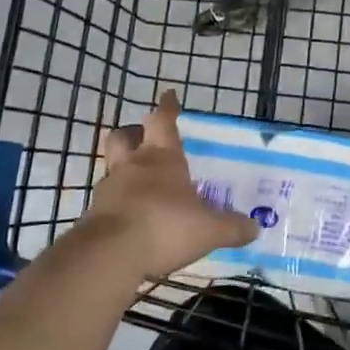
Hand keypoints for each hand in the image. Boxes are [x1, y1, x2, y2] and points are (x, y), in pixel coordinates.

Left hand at [77, 91, 257, 280]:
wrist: (111, 254)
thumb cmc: (165, 226)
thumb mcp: (210, 229)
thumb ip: (232, 227)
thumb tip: (255, 228)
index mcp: (162, 157)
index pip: (163, 121)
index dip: (167, 107)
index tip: (169, 95)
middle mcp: (133, 165)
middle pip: (124, 136)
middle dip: (134, 132)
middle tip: (143, 136)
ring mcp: (110, 188)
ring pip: (112, 166)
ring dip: (122, 167)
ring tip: (135, 178)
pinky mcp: (94, 215)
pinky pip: (106, 199)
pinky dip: (117, 201)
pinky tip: (129, 214)